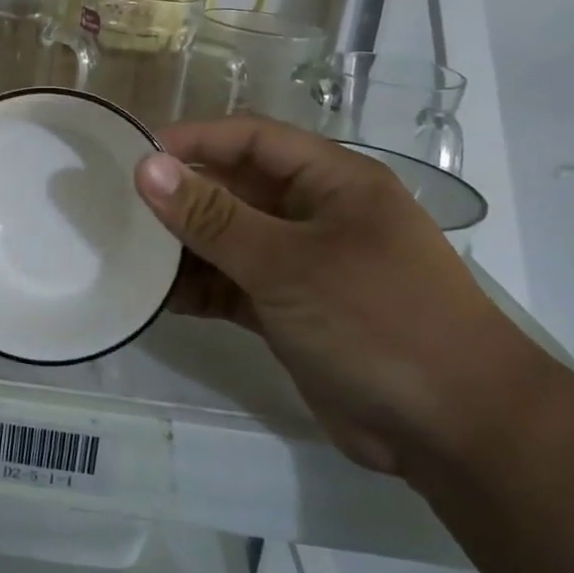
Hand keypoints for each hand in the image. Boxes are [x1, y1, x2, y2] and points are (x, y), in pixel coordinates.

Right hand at [134, 116, 544, 477]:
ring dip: (183, 247)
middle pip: (234, 188)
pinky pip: (232, 286)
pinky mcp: (290, 311)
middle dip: (179, 196)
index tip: (133, 153)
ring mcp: (303, 265)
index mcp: (332, 181)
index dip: (193, 140)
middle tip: (115, 204)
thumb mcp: (287, 263)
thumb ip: (212, 217)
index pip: (251, 139)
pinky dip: (199, 289)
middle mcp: (315, 214)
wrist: (457, 434)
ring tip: (124, 251)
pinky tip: (156, 298)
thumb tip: (146, 167)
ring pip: (228, 240)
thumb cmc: (378, 321)